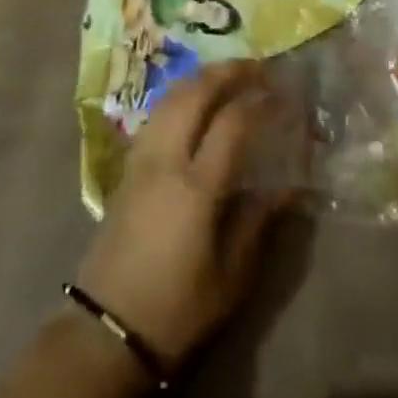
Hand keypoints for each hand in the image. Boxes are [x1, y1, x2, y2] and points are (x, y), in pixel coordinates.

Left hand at [74, 61, 285, 371]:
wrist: (107, 329)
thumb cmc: (176, 309)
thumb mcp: (231, 276)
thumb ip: (258, 221)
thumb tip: (290, 185)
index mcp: (195, 187)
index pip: (232, 122)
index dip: (260, 100)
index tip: (285, 94)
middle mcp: (166, 159)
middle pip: (196, 92)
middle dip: (229, 71)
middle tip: (259, 68)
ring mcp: (142, 157)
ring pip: (171, 95)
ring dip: (203, 77)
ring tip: (231, 75)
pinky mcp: (127, 165)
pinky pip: (158, 111)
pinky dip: (182, 94)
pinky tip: (196, 101)